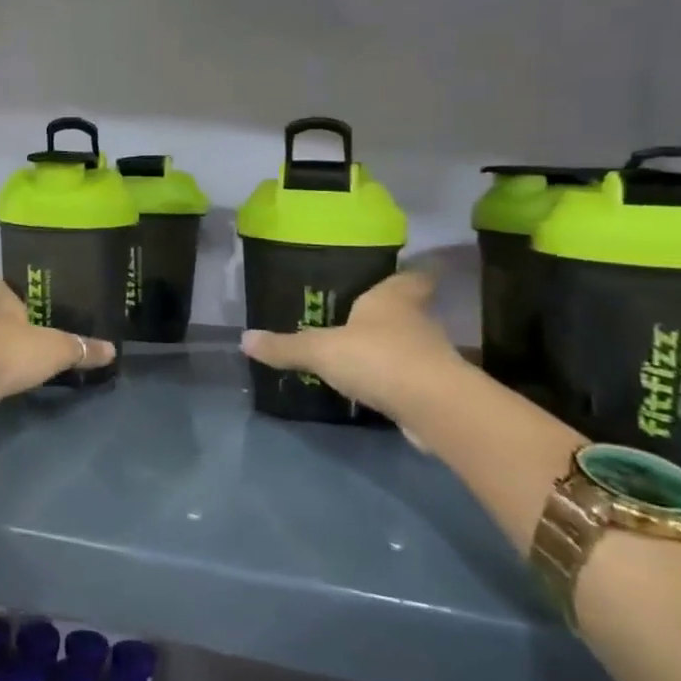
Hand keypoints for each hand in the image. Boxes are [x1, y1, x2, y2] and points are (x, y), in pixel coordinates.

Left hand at [0, 280, 116, 419]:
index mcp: (0, 300)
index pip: (3, 285)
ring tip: (16, 353)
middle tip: (27, 326)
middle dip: (6, 319)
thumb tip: (112, 349)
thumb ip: (82, 348)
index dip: (11, 288)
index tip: (23, 293)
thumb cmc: (11, 351)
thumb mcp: (56, 349)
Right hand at [240, 268, 466, 426]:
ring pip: (412, 344)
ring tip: (362, 353)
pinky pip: (412, 378)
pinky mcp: (435, 390)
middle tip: (362, 315)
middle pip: (411, 309)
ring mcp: (431, 356)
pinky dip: (396, 380)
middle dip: (391, 313)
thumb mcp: (320, 350)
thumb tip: (244, 339)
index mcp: (393, 298)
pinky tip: (374, 387)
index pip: (412, 276)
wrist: (433, 407)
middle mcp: (418, 321)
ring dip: (393, 348)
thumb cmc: (377, 357)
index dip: (408, 273)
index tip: (401, 272)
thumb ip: (285, 346)